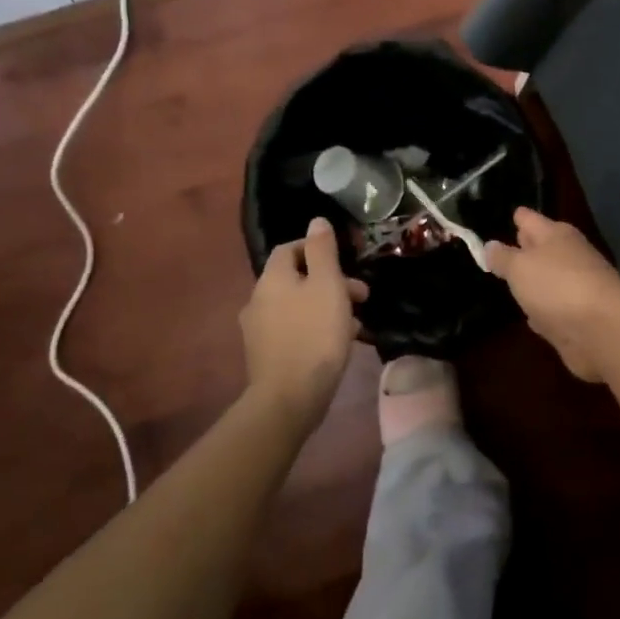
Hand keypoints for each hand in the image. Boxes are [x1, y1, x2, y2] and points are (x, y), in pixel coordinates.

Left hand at [241, 217, 368, 420]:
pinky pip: (294, 329)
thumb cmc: (314, 335)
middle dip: (330, 281)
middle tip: (361, 295)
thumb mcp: (327, 285)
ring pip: (298, 305)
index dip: (316, 247)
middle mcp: (258, 299)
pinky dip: (315, 327)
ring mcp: (258, 330)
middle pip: (296, 278)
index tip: (345, 260)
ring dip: (326, 306)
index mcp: (272, 279)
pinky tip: (337, 343)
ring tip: (355, 322)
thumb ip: (323, 251)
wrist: (289, 397)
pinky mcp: (266, 354)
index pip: (290, 248)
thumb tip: (316, 221)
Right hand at [484, 208, 619, 382]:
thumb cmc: (557, 286)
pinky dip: (542, 310)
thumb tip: (490, 245)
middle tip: (499, 248)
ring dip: (533, 281)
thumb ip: (503, 257)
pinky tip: (530, 316)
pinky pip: (553, 308)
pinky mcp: (577, 318)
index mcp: (556, 235)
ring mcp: (575, 288)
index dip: (517, 217)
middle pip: (542, 247)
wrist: (603, 330)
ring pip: (547, 279)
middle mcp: (568, 256)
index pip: (530, 219)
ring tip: (510, 281)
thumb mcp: (520, 267)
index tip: (504, 215)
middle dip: (524, 247)